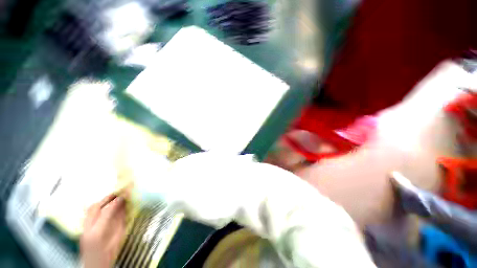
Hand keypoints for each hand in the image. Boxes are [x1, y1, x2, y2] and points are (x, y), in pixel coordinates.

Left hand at [80, 194, 126, 267]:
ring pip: (89, 210)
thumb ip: (120, 222)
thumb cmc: (109, 255)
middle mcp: (87, 229)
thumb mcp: (118, 238)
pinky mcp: (82, 230)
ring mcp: (82, 229)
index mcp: (98, 232)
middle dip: (106, 199)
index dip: (116, 202)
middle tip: (117, 193)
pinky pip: (87, 214)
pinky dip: (96, 208)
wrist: (95, 267)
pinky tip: (103, 207)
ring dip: (101, 202)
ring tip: (111, 198)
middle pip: (94, 208)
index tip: (124, 195)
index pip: (106, 211)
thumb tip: (124, 207)